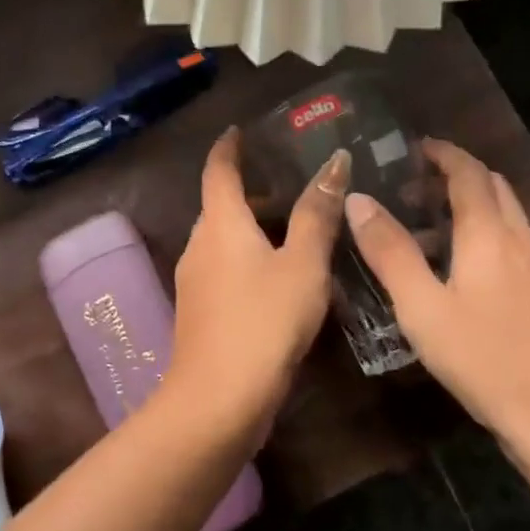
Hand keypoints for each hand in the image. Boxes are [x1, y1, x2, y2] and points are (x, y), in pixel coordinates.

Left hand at [168, 128, 349, 428]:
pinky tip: (279, 279)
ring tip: (295, 232)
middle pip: (221, 206)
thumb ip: (318, 214)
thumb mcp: (302, 265)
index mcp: (220, 224)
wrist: (217, 400)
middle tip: (292, 186)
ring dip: (252, 229)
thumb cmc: (264, 321)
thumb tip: (335, 162)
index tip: (240, 130)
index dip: (229, 147)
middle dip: (251, 192)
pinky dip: (247, 259)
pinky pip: (224, 268)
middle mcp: (199, 245)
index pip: (218, 170)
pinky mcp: (199, 311)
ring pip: (223, 240)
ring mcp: (194, 281)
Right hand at [343, 139, 529, 472]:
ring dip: (470, 204)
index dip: (442, 153)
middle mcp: (519, 238)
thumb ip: (389, 251)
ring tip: (427, 225)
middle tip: (412, 185)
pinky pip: (511, 241)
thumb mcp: (421, 307)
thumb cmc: (484, 358)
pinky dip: (483, 232)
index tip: (412, 146)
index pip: (467, 172)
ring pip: (504, 214)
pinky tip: (459, 267)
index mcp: (488, 233)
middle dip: (455, 174)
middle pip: (492, 186)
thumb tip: (358, 199)